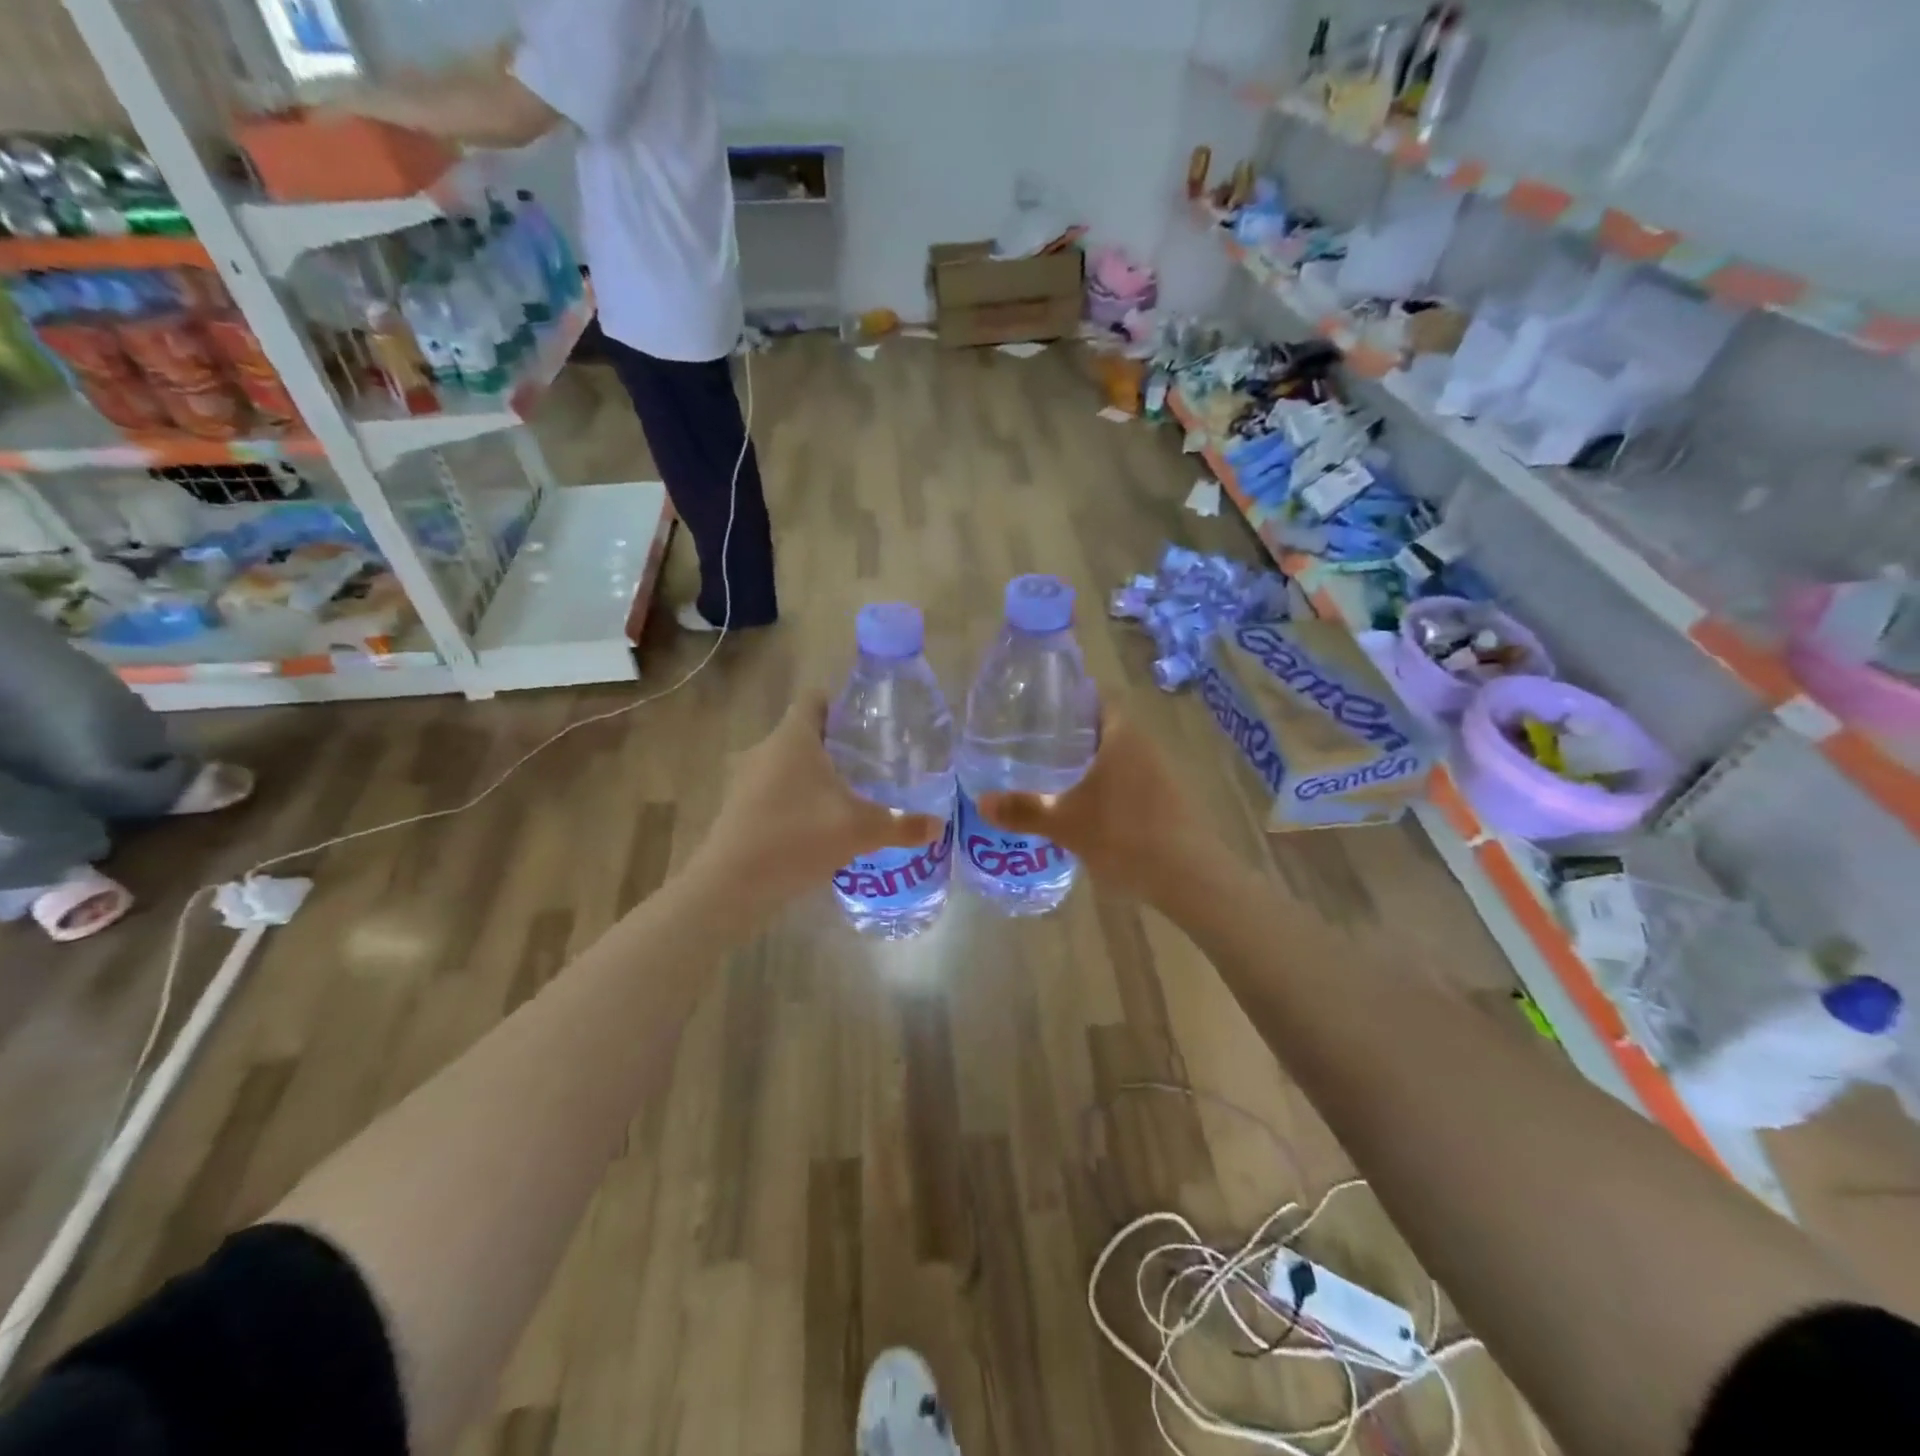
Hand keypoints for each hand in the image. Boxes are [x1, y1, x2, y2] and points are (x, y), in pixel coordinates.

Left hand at [685, 692, 945, 922]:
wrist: (731, 886)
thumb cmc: (796, 838)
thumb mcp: (859, 830)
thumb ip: (902, 825)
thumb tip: (939, 825)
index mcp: (793, 737)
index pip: (816, 699)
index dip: (843, 704)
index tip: (870, 724)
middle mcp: (766, 749)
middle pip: (804, 732)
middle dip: (837, 745)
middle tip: (872, 762)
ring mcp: (747, 779)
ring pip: (789, 764)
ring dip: (816, 775)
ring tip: (851, 795)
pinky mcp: (739, 808)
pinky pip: (775, 790)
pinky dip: (797, 799)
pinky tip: (820, 825)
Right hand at [976, 711, 1226, 910]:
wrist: (1189, 877)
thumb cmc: (1123, 835)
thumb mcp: (1065, 824)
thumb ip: (1024, 810)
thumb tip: (981, 802)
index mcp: (1122, 736)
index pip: (1098, 697)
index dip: (1072, 699)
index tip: (1042, 710)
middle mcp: (1146, 746)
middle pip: (1108, 726)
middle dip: (1076, 734)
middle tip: (1039, 745)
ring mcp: (1162, 774)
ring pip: (1121, 756)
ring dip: (1095, 763)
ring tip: (1058, 776)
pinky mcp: (1171, 800)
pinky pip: (1133, 781)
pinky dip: (1111, 787)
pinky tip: (1091, 809)